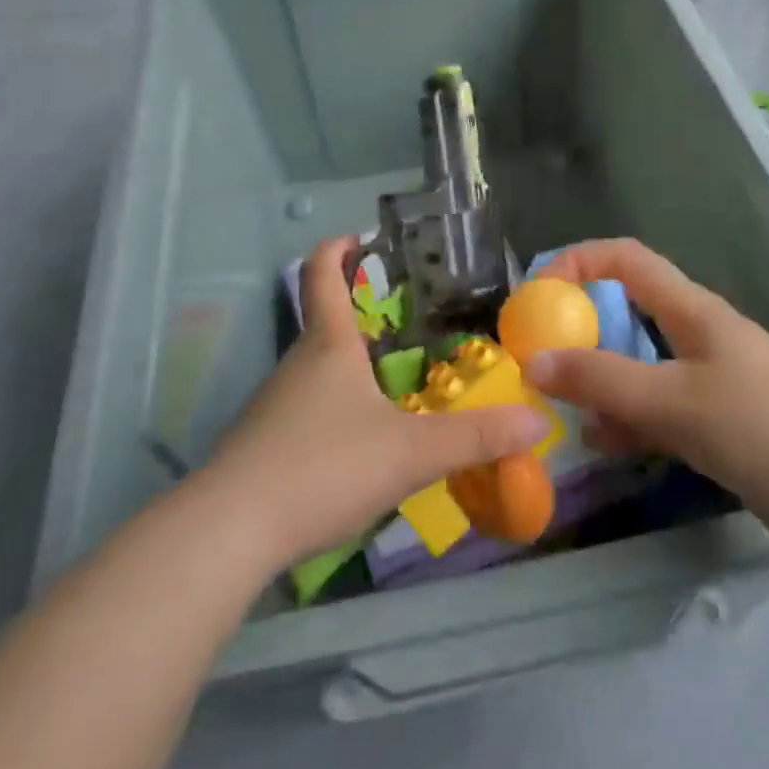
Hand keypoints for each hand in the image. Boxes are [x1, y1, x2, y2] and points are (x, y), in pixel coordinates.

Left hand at [205, 237, 552, 567]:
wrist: (230, 531)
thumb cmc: (324, 467)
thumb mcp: (409, 453)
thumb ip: (475, 437)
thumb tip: (538, 421)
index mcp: (328, 345)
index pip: (322, 274)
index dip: (338, 248)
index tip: (359, 237)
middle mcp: (297, 363)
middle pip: (325, 322)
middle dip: (360, 315)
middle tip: (408, 326)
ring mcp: (273, 404)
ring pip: (315, 370)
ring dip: (348, 366)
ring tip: (393, 386)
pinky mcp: (261, 443)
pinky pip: (304, 409)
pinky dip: (332, 409)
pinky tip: (356, 444)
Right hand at [525, 239, 768, 553]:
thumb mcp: (676, 401)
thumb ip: (604, 381)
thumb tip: (534, 360)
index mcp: (691, 311)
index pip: (624, 259)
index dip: (578, 262)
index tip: (537, 295)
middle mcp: (697, 336)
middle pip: (626, 312)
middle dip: (579, 328)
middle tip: (538, 360)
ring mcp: (711, 382)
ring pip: (639, 366)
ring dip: (599, 380)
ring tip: (559, 408)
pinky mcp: (723, 425)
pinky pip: (659, 410)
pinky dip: (627, 420)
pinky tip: (602, 445)